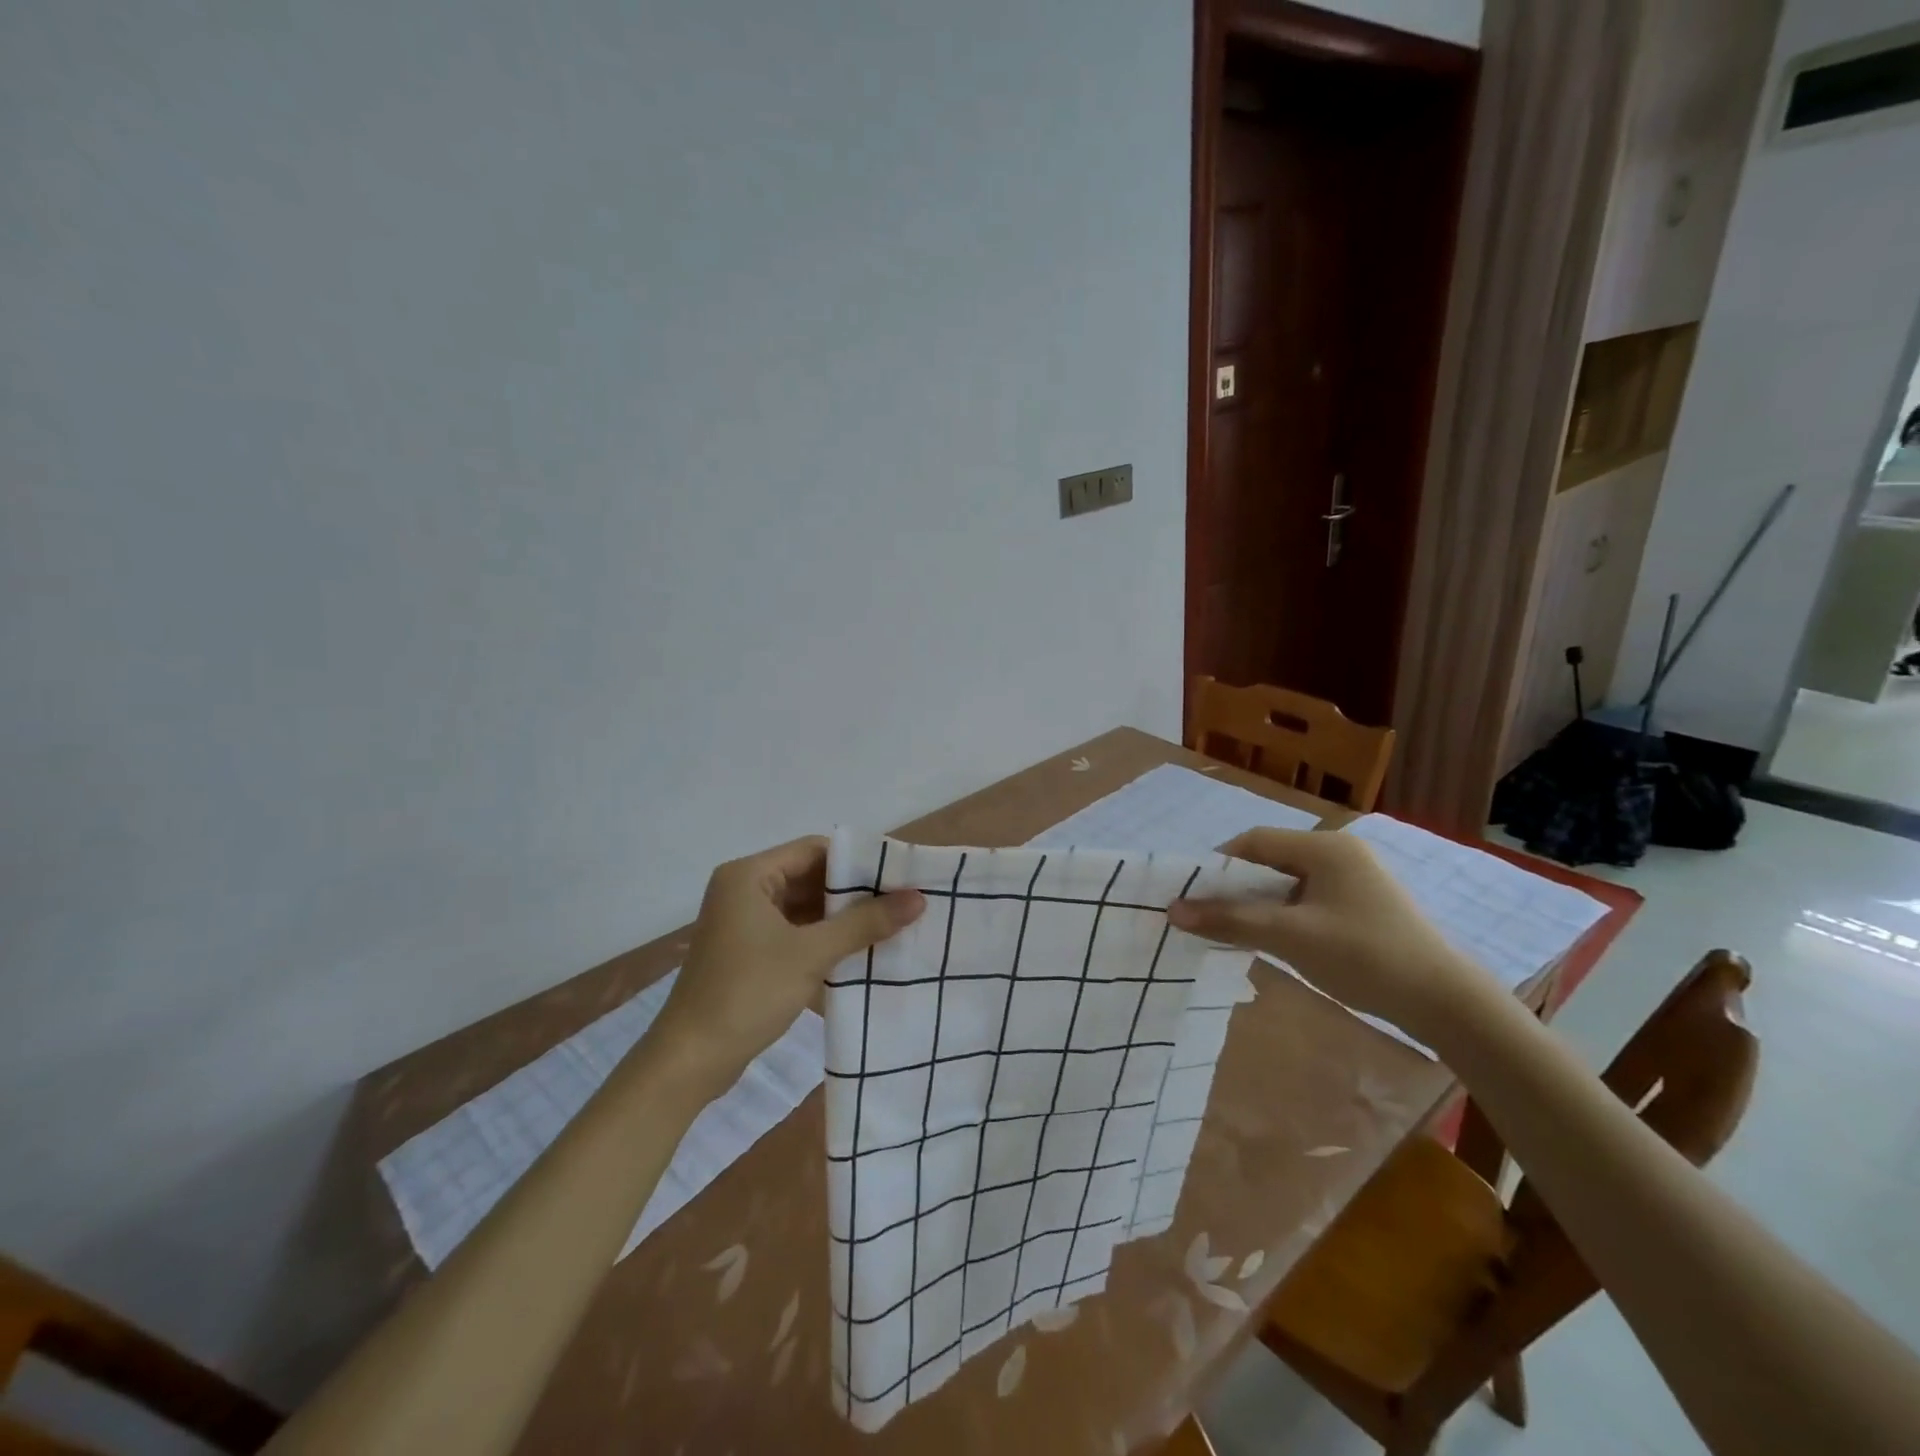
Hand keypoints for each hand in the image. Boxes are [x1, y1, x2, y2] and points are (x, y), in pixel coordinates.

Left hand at [648, 836, 924, 1096]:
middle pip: (810, 877)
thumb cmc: (747, 993)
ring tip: (890, 926)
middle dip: (853, 893)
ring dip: (841, 919)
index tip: (898, 878)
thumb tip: (918, 898)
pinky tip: (859, 952)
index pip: (814, 850)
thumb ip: (864, 923)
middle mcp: (744, 890)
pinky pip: (794, 932)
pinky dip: (823, 939)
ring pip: (804, 907)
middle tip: (901, 903)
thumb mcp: (812, 954)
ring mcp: (744, 922)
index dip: (857, 862)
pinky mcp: (748, 951)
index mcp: (749, 875)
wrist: (689, 1061)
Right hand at [1168, 828, 1493, 1044]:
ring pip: (1287, 882)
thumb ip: (1230, 920)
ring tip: (1230, 929)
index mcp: (1326, 847)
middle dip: (1235, 886)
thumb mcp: (1290, 937)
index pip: (1254, 842)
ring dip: (1257, 903)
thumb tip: (1173, 911)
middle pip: (1270, 860)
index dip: (1217, 864)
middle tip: (1206, 913)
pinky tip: (1269, 938)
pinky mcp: (1361, 905)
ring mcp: (1354, 879)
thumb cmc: (1363, 957)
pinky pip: (1307, 899)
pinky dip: (1282, 914)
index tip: (1191, 893)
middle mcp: (1340, 853)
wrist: (1445, 1003)